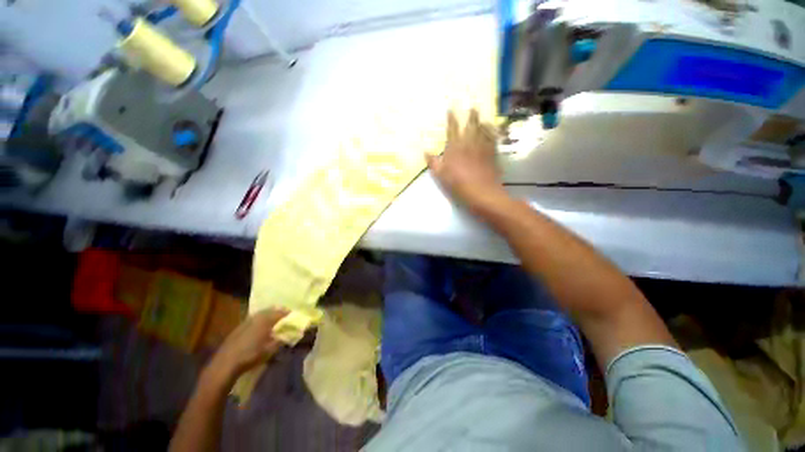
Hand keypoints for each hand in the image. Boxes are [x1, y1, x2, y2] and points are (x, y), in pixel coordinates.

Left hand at [203, 309, 286, 387]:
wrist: (226, 363)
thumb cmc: (251, 355)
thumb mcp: (270, 350)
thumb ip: (281, 340)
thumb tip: (289, 335)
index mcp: (266, 321)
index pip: (280, 313)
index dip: (288, 314)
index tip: (294, 315)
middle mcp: (256, 317)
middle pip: (270, 310)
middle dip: (279, 312)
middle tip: (285, 315)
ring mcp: (246, 321)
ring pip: (261, 313)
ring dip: (269, 314)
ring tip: (274, 320)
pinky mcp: (239, 327)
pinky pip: (254, 318)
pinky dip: (260, 319)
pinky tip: (261, 326)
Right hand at [426, 109, 507, 213]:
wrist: (481, 192)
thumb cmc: (457, 184)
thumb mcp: (441, 175)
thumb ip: (433, 162)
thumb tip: (425, 151)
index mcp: (455, 147)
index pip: (452, 129)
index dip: (451, 118)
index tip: (451, 109)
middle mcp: (469, 143)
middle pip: (471, 125)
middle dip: (472, 115)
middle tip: (473, 106)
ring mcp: (483, 147)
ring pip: (484, 130)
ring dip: (483, 122)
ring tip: (483, 118)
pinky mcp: (492, 154)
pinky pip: (493, 139)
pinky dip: (492, 133)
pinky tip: (492, 132)